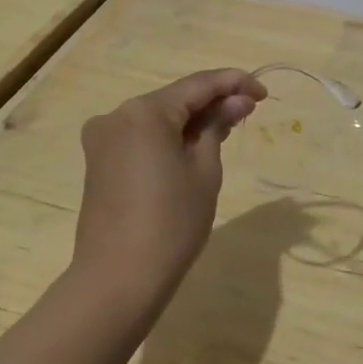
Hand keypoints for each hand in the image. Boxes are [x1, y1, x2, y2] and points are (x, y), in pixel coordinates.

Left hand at [74, 68, 266, 312]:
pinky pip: (141, 136)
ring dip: (191, 120)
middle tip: (250, 111)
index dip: (233, 83)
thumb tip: (237, 101)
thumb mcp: (205, 170)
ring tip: (227, 128)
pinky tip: (194, 146)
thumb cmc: (172, 222)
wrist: (118, 280)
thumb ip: (218, 126)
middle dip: (212, 102)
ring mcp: (103, 138)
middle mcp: (117, 115)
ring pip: (158, 118)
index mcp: (144, 111)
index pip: (198, 84)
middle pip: (175, 99)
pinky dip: (169, 137)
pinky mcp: (99, 161)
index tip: (263, 93)